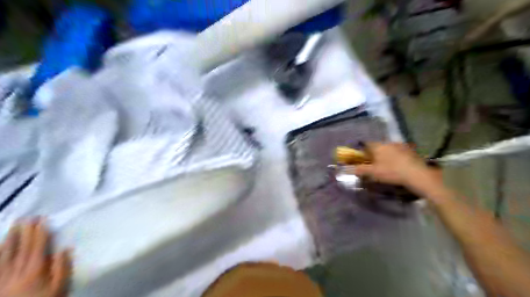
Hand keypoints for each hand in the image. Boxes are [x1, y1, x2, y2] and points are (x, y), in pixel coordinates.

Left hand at [0, 220, 71, 296]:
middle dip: (24, 232)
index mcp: (35, 271)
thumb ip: (62, 268)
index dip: (40, 232)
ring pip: (4, 255)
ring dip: (9, 239)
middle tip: (27, 217)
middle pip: (20, 248)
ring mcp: (1, 278)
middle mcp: (16, 272)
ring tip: (13, 226)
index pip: (37, 247)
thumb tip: (64, 248)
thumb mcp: (59, 289)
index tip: (42, 219)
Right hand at [353, 143, 441, 188]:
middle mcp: (388, 142)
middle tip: (374, 163)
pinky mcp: (411, 150)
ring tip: (387, 164)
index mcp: (378, 146)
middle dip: (375, 153)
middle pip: (378, 146)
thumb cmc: (391, 172)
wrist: (417, 174)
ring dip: (387, 154)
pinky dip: (397, 156)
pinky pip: (399, 151)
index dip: (363, 150)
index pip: (366, 144)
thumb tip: (349, 169)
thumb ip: (360, 170)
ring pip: (389, 148)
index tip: (363, 158)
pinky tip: (399, 165)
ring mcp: (401, 145)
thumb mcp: (373, 172)